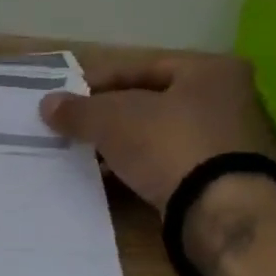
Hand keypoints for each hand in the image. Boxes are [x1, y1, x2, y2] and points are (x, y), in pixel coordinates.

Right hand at [38, 52, 275, 211]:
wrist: (219, 209)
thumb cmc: (169, 144)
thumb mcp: (112, 120)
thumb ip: (78, 110)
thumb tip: (47, 104)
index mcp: (210, 70)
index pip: (140, 67)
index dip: (98, 82)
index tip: (67, 100)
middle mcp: (227, 98)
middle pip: (150, 101)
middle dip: (109, 116)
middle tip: (74, 127)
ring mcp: (227, 141)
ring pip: (158, 134)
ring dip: (121, 144)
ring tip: (86, 155)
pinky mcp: (220, 177)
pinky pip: (168, 162)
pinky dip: (139, 166)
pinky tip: (111, 178)